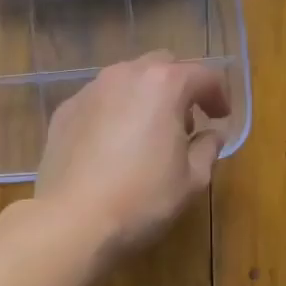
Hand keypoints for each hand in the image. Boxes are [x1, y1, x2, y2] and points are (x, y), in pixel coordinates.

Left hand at [35, 54, 229, 257]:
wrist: (72, 220)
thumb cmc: (142, 198)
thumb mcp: (192, 179)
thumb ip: (208, 148)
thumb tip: (213, 135)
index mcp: (163, 84)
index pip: (202, 74)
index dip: (218, 94)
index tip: (221, 117)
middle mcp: (124, 75)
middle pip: (161, 66)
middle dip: (179, 87)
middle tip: (186, 122)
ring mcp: (89, 91)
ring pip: (126, 80)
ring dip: (144, 97)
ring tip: (148, 133)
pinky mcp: (64, 111)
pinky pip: (98, 101)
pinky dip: (113, 112)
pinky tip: (113, 145)